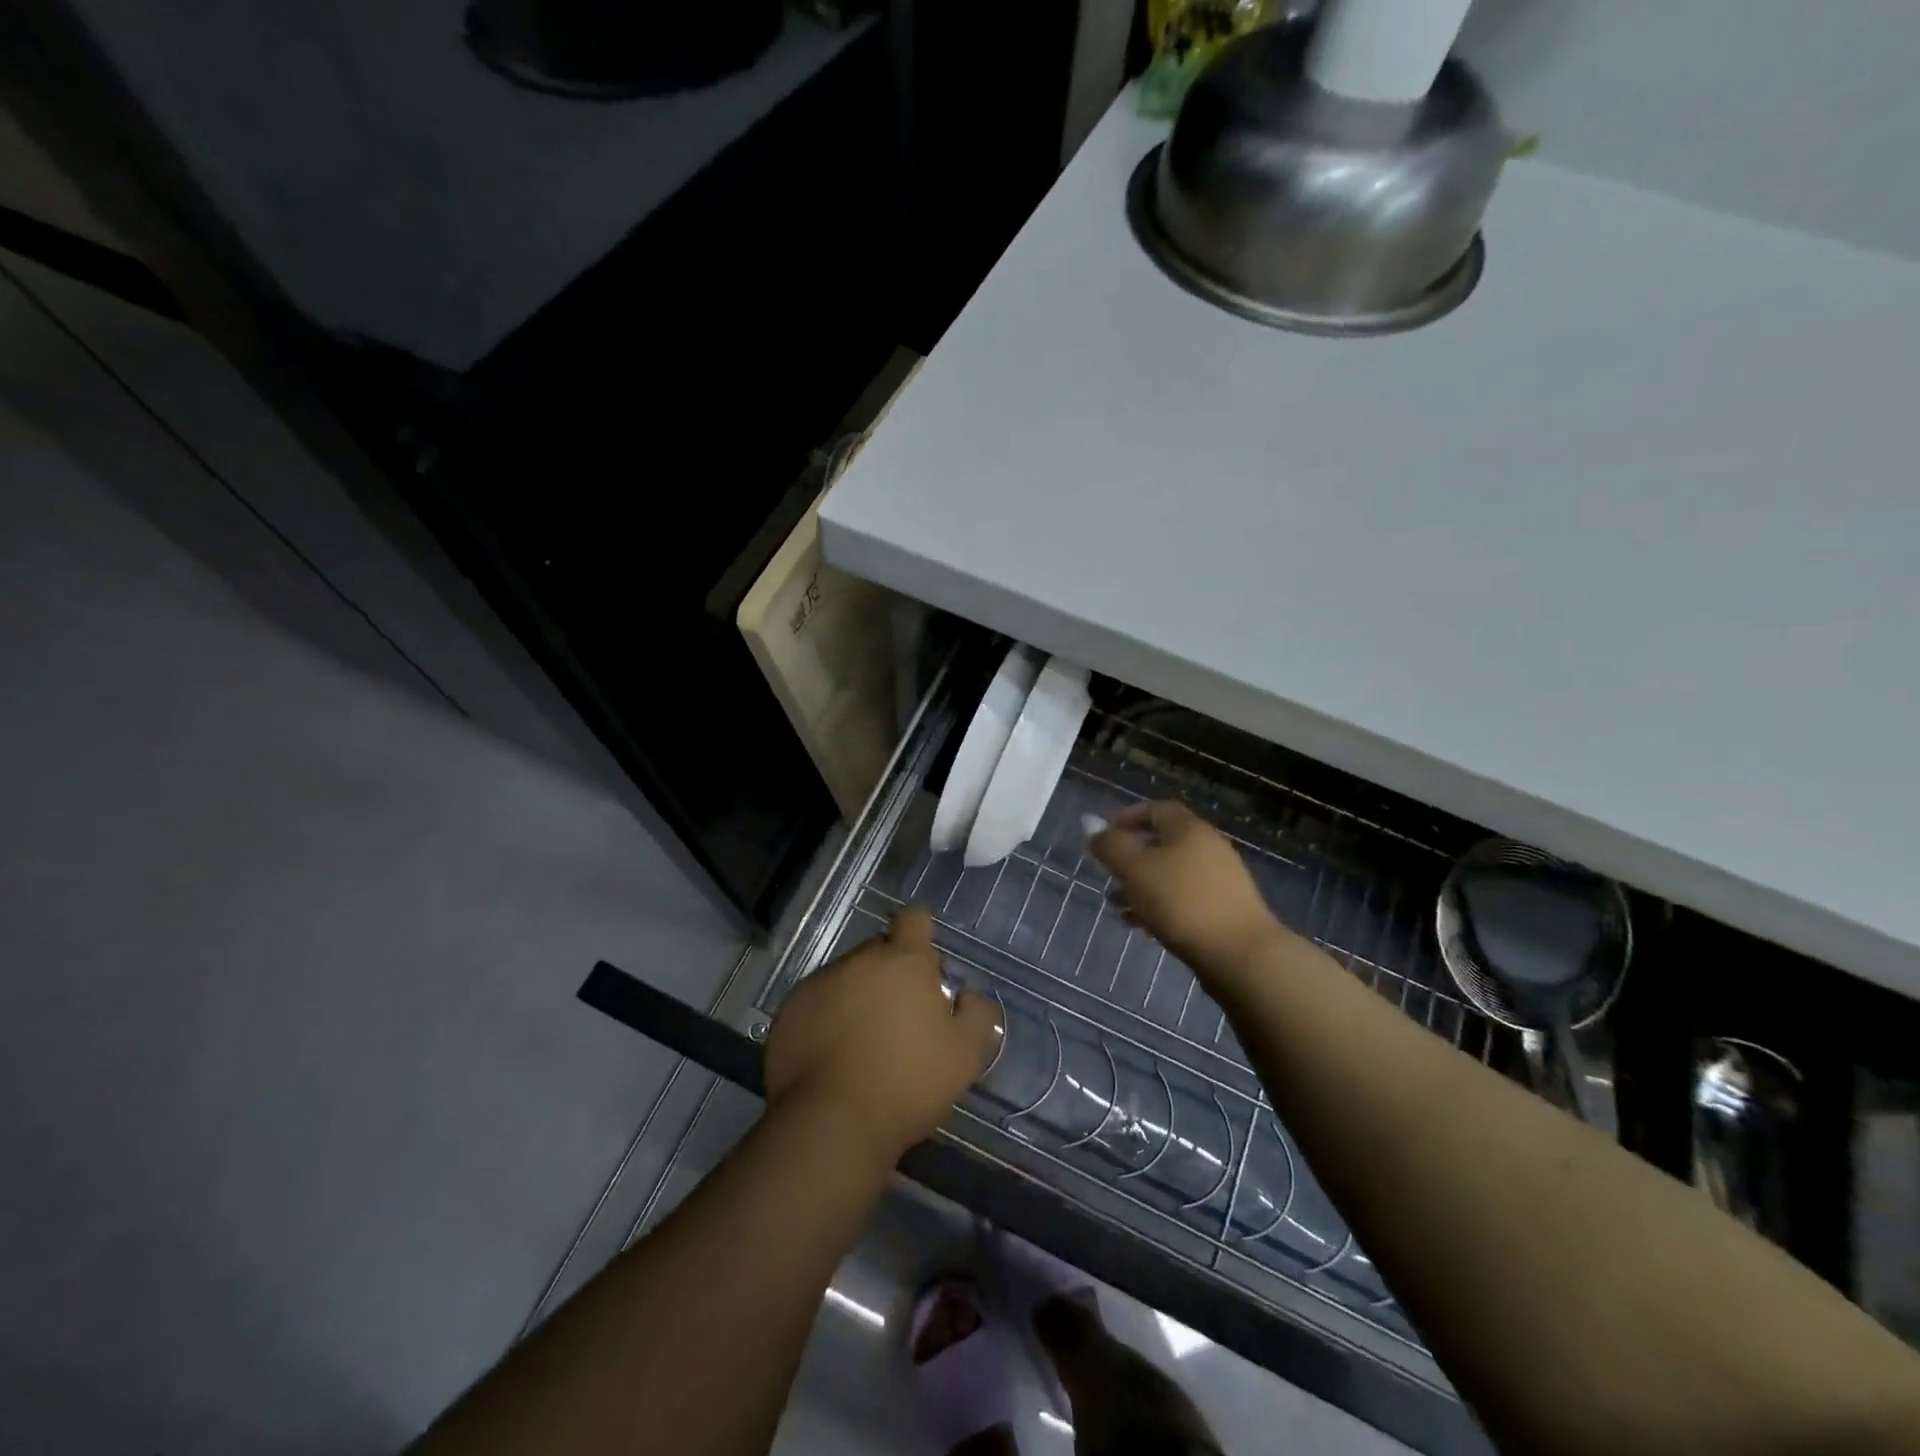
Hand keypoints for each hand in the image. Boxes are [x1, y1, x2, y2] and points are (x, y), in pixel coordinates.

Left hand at [764, 907, 999, 1167]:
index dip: (921, 937)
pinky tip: (833, 1057)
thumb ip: (977, 1014)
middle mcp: (858, 960)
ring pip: (847, 978)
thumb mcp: (964, 1055)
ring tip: (864, 1043)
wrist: (830, 1124)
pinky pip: (816, 1003)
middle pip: (879, 951)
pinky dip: (827, 1019)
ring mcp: (818, 984)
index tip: (926, 969)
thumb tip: (969, 995)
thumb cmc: (906, 1083)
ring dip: (858, 997)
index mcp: (903, 961)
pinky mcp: (789, 1012)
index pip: (914, 919)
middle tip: (902, 1020)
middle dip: (891, 974)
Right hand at [1089, 801, 1290, 983]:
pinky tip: (1144, 927)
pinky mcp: (1225, 910)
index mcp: (1188, 829)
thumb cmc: (1182, 902)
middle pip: (1164, 843)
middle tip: (1107, 873)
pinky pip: (1185, 898)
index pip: (1157, 809)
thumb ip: (1110, 845)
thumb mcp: (1135, 870)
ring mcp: (1221, 880)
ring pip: (1172, 874)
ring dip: (1143, 886)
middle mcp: (1209, 847)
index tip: (1105, 834)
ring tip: (1117, 906)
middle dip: (1132, 857)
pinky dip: (1161, 906)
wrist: (1241, 954)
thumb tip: (1089, 821)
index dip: (1128, 817)